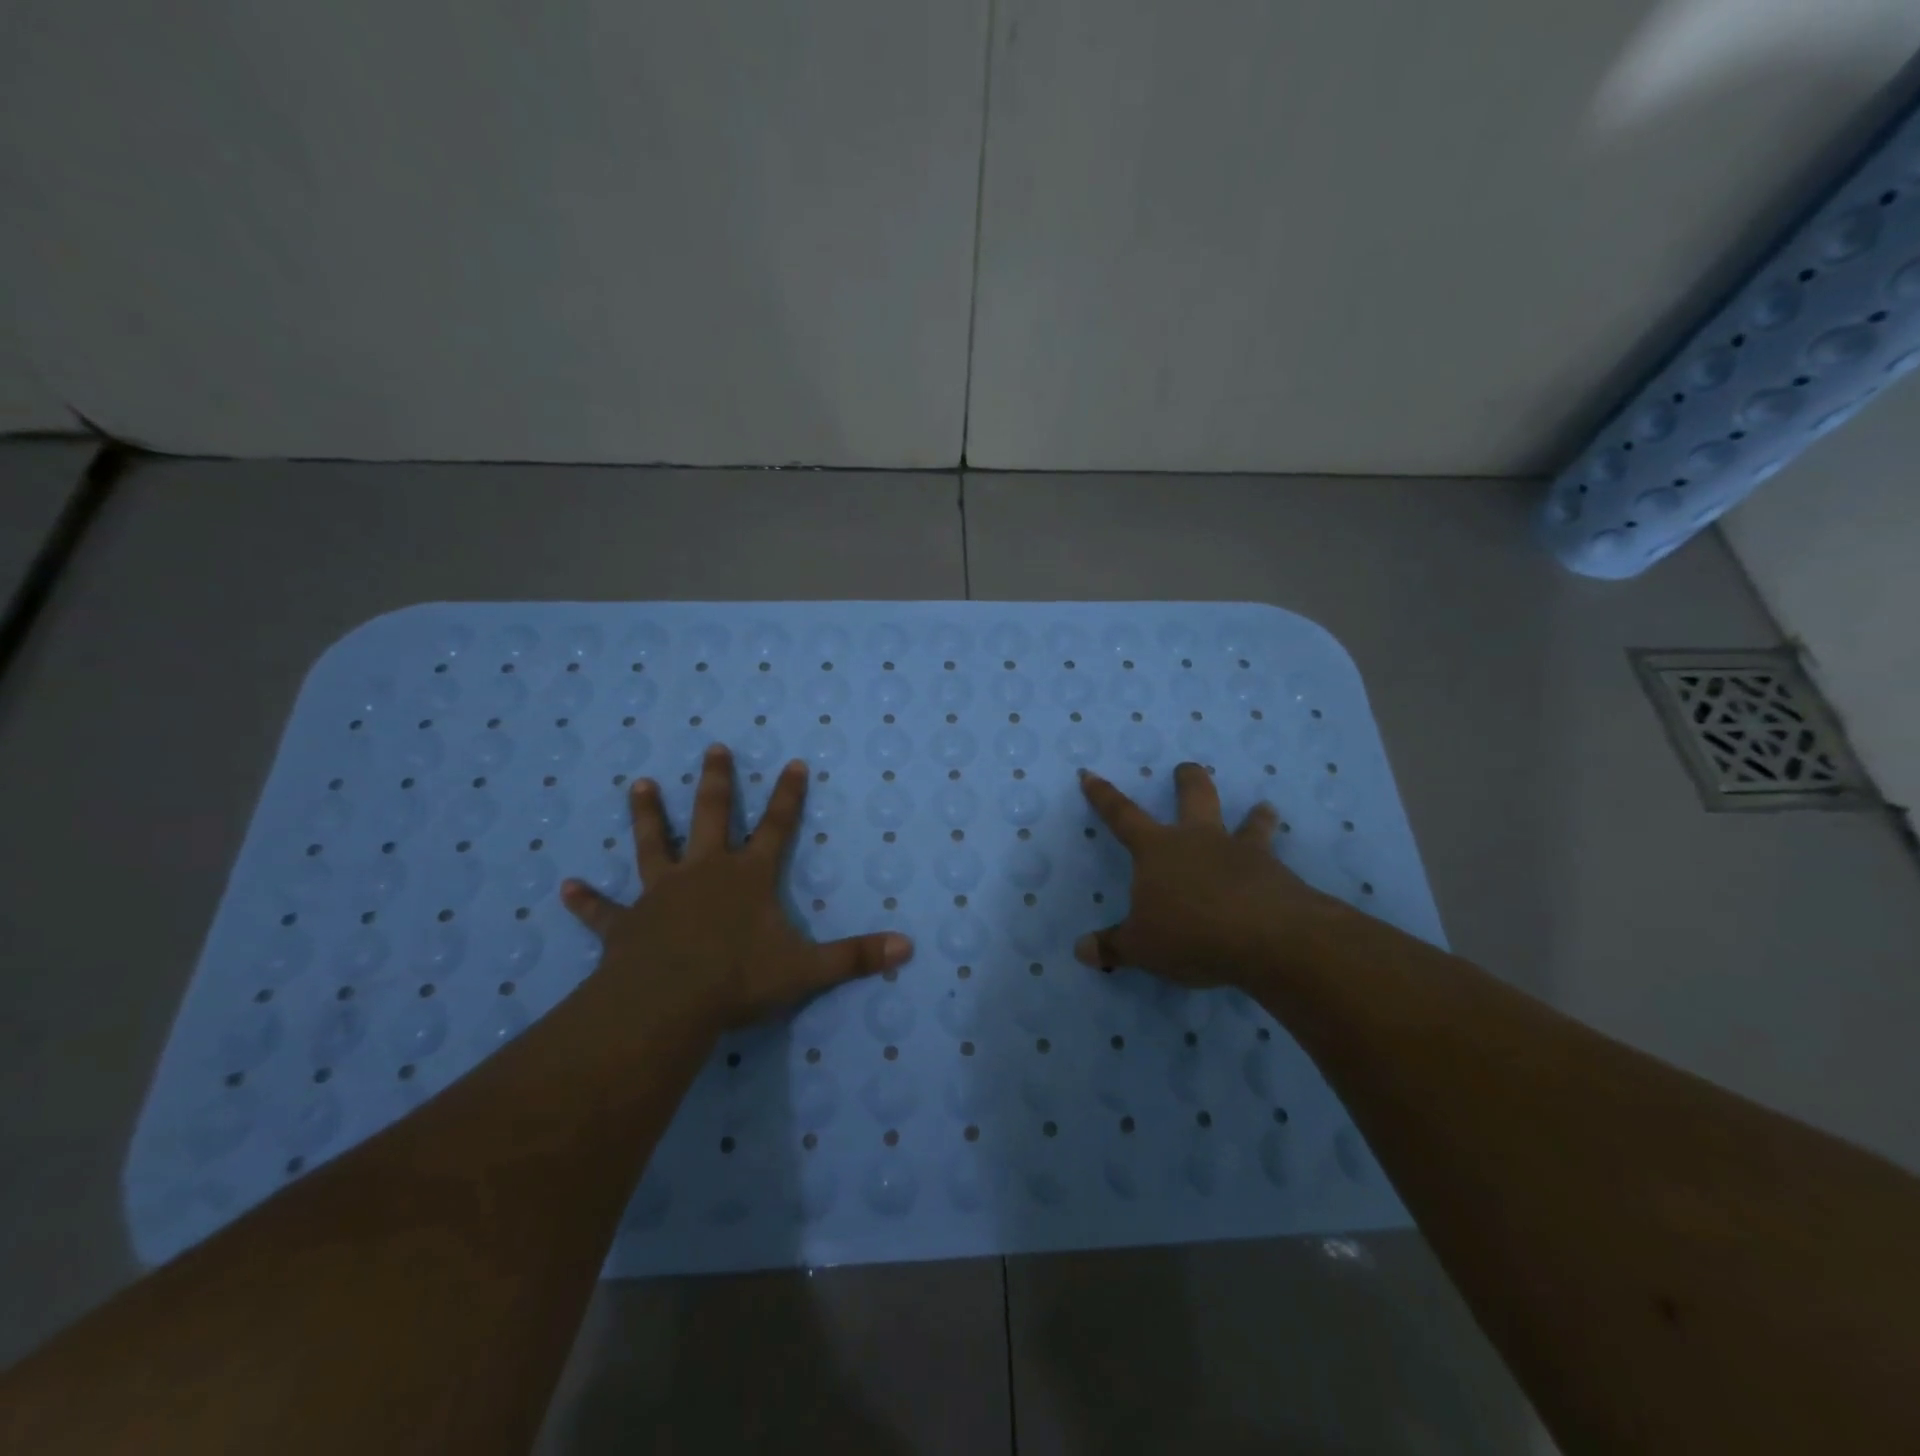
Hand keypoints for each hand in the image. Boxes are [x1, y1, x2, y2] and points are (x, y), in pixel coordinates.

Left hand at [560, 744, 913, 1033]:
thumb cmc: (739, 979)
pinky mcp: (627, 924)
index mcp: (748, 877)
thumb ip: (856, 957)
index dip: (789, 795)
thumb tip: (908, 948)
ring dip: (647, 815)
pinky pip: (604, 910)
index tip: (794, 762)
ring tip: (639, 784)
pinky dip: (586, 900)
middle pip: (713, 816)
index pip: (778, 826)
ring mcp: (662, 893)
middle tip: (714, 747)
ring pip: (654, 843)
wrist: (668, 1002)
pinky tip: (565, 887)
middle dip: (718, 781)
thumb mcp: (807, 970)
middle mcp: (705, 872)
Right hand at [1074, 763, 1353, 989]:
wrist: (1268, 937)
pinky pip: (1276, 862)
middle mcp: (1199, 840)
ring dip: (1255, 816)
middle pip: (1195, 796)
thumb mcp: (1141, 947)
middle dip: (1188, 780)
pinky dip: (1276, 866)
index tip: (1090, 774)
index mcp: (1157, 849)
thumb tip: (1081, 950)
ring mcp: (1242, 853)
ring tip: (1264, 808)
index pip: (1122, 815)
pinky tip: (1285, 877)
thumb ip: (1113, 947)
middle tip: (1187, 768)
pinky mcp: (1278, 874)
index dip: (1104, 796)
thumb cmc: (1191, 933)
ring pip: (1249, 823)